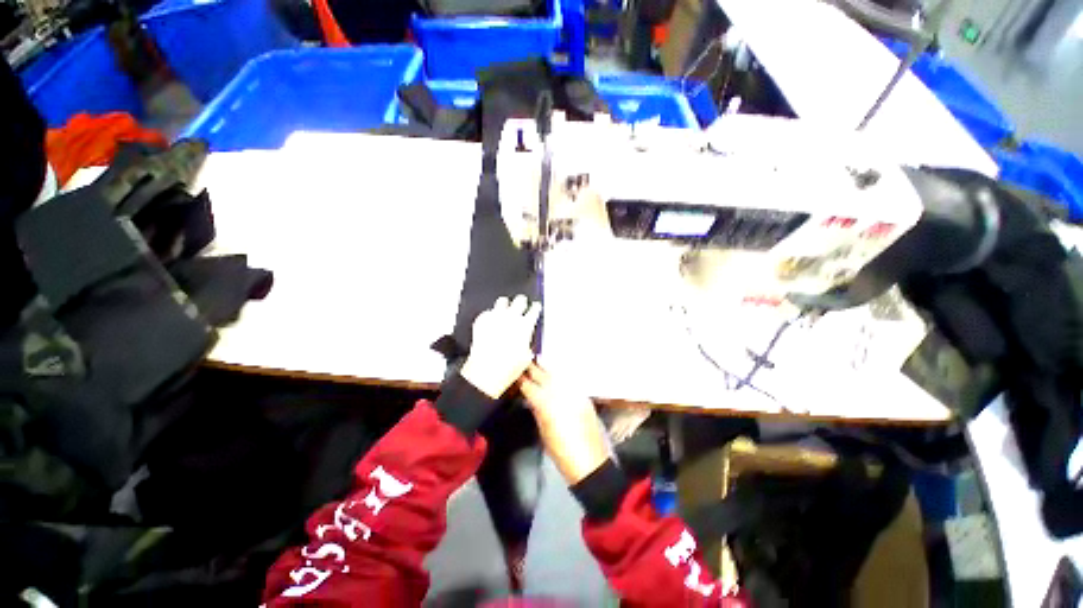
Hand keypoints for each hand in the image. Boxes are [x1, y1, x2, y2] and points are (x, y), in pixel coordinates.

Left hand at [459, 295, 541, 398]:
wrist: (485, 372)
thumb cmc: (507, 368)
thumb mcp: (526, 357)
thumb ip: (527, 343)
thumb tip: (525, 340)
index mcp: (525, 325)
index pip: (534, 309)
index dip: (536, 308)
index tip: (535, 307)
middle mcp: (511, 317)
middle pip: (519, 300)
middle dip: (522, 302)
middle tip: (521, 303)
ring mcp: (495, 317)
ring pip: (502, 301)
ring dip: (505, 305)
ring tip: (505, 309)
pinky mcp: (481, 321)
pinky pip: (487, 312)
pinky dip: (490, 315)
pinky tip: (491, 321)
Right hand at [519, 363, 608, 484]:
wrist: (590, 462)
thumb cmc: (562, 452)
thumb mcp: (544, 432)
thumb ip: (537, 411)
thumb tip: (531, 398)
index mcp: (546, 404)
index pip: (530, 386)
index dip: (521, 379)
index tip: (515, 374)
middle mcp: (561, 393)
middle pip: (544, 375)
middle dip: (533, 368)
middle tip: (524, 362)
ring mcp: (574, 392)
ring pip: (558, 373)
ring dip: (547, 367)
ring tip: (539, 362)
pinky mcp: (584, 395)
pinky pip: (569, 379)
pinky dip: (561, 375)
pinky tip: (557, 374)